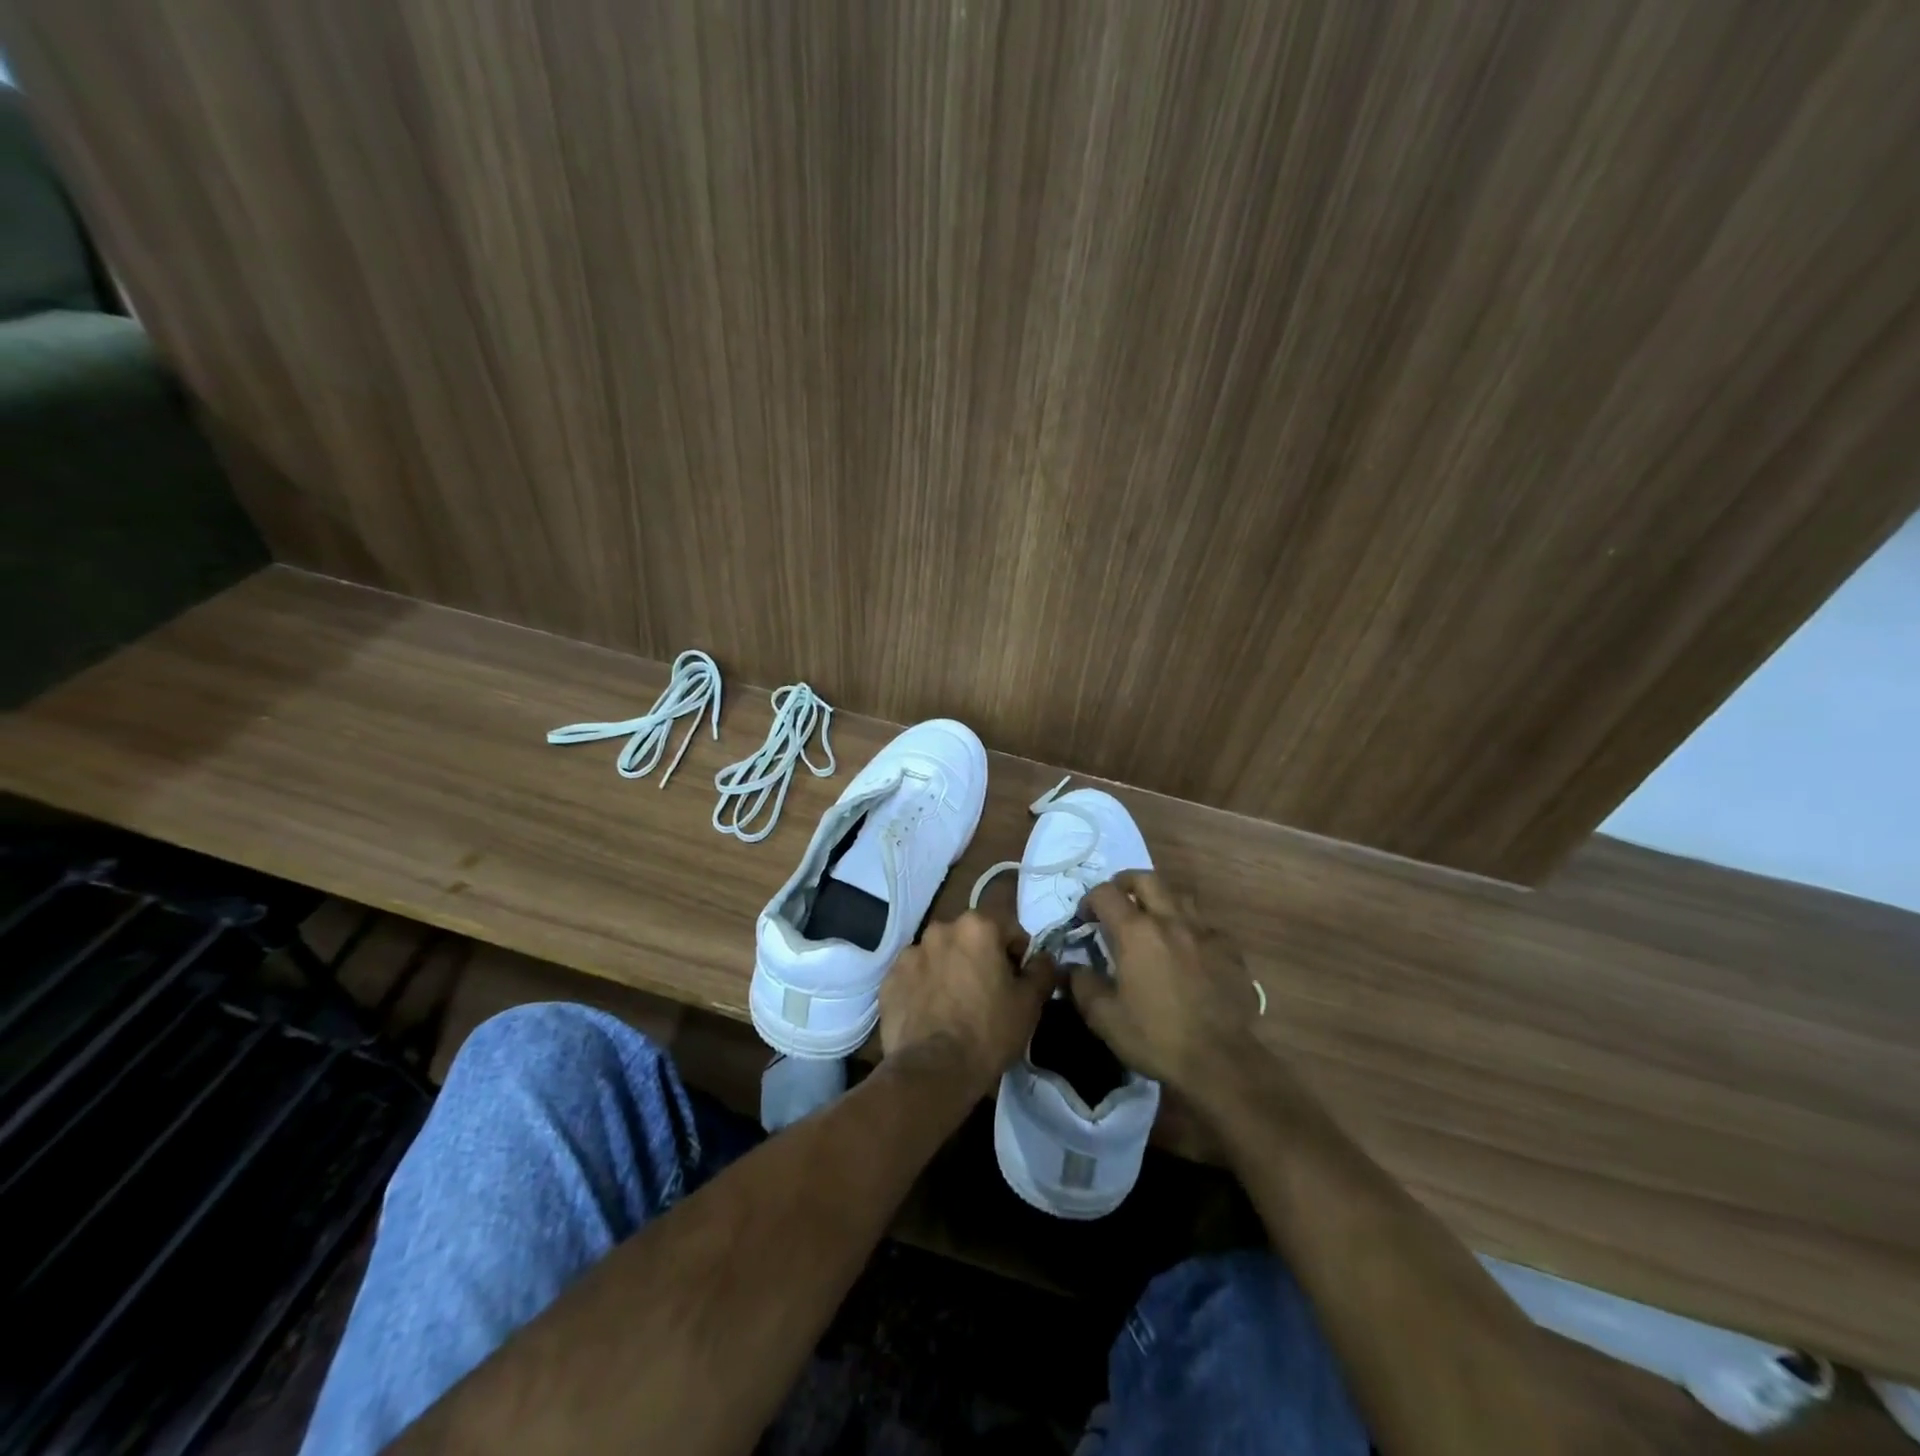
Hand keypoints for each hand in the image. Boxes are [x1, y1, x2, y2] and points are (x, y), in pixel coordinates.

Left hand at [879, 911, 1056, 1095]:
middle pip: (971, 938)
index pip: (1008, 929)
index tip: (1017, 982)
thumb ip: (1042, 970)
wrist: (932, 1071)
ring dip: (951, 970)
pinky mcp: (890, 979)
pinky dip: (924, 988)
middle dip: (981, 958)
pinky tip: (932, 1015)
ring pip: (941, 955)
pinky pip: (915, 976)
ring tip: (956, 1007)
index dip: (1017, 955)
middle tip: (988, 994)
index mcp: (977, 926)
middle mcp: (941, 929)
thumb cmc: (988, 1032)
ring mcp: (910, 953)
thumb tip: (1044, 957)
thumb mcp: (1030, 1003)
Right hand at [1070, 872, 1266, 1104]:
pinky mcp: (1228, 950)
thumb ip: (1081, 985)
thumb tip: (1071, 968)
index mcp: (1136, 932)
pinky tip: (1186, 951)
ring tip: (1152, 922)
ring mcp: (1203, 933)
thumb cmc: (1155, 1036)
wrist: (1220, 1061)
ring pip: (1179, 896)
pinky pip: (1204, 925)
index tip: (1085, 919)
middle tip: (1117, 903)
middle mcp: (1170, 920)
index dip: (1089, 900)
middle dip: (1125, 884)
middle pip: (1145, 879)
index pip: (1105, 893)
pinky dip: (1189, 929)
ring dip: (1160, 901)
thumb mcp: (1103, 1017)